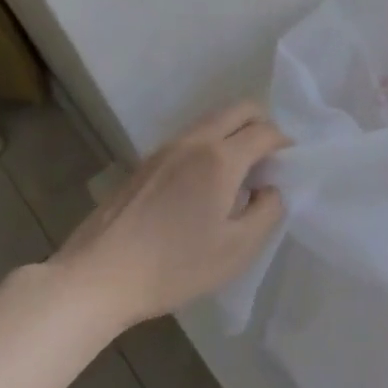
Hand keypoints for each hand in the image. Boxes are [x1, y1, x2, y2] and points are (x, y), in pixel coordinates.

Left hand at [51, 100, 286, 334]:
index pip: (266, 131)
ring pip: (214, 119)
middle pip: (240, 109)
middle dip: (264, 125)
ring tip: (239, 173)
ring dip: (235, 133)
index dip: (286, 144)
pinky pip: (192, 137)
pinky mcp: (146, 162)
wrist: (96, 278)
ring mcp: (166, 148)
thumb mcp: (237, 249)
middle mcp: (195, 141)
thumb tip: (270, 189)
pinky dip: (211, 144)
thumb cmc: (174, 266)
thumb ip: (267, 211)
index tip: (291, 165)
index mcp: (221, 158)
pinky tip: (205, 184)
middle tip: (269, 160)